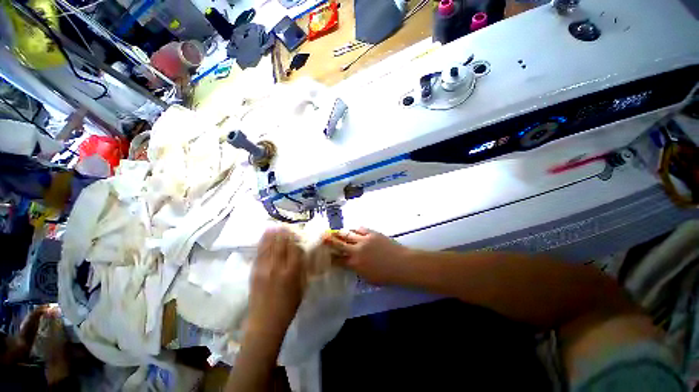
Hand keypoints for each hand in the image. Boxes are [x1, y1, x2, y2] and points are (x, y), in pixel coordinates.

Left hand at [247, 228, 305, 342]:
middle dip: (283, 233)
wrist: (265, 322)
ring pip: (269, 246)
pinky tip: (264, 237)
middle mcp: (278, 267)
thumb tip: (303, 254)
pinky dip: (262, 243)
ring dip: (272, 235)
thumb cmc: (288, 306)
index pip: (294, 248)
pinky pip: (259, 253)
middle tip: (285, 225)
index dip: (295, 238)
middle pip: (281, 244)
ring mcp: (264, 268)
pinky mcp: (254, 272)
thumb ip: (303, 269)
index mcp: (292, 271)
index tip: (296, 230)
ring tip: (274, 225)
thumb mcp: (302, 287)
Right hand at [323, 228, 408, 284]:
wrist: (401, 263)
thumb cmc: (386, 275)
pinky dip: (354, 229)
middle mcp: (356, 250)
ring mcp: (364, 240)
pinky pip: (360, 228)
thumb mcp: (368, 278)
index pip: (338, 260)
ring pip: (348, 234)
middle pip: (339, 244)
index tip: (324, 254)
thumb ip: (357, 270)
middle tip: (322, 237)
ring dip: (340, 233)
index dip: (330, 257)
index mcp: (355, 264)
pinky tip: (352, 229)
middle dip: (329, 241)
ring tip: (335, 231)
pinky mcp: (372, 233)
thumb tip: (350, 264)